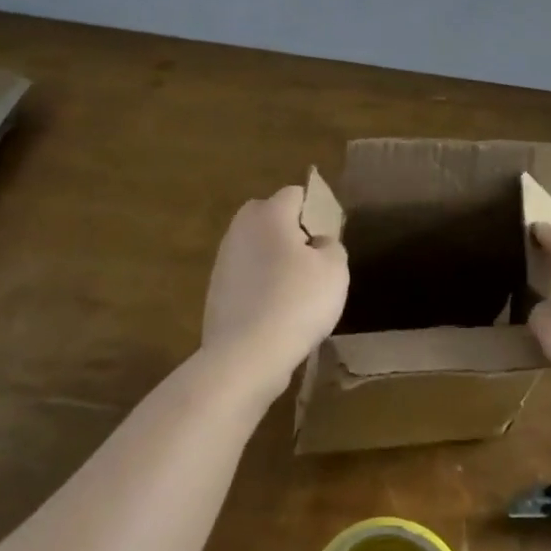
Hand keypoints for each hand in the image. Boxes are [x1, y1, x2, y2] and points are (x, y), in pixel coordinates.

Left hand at [201, 185, 349, 402]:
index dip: (316, 211)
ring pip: (257, 248)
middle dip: (291, 232)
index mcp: (269, 213)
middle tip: (313, 262)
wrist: (245, 356)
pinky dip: (261, 286)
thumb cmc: (297, 302)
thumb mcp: (335, 269)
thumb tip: (317, 244)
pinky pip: (247, 277)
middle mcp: (240, 228)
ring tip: (296, 292)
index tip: (329, 239)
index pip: (296, 194)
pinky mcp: (215, 291)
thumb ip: (331, 245)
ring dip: (274, 261)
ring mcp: (223, 261)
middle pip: (271, 217)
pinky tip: (276, 313)